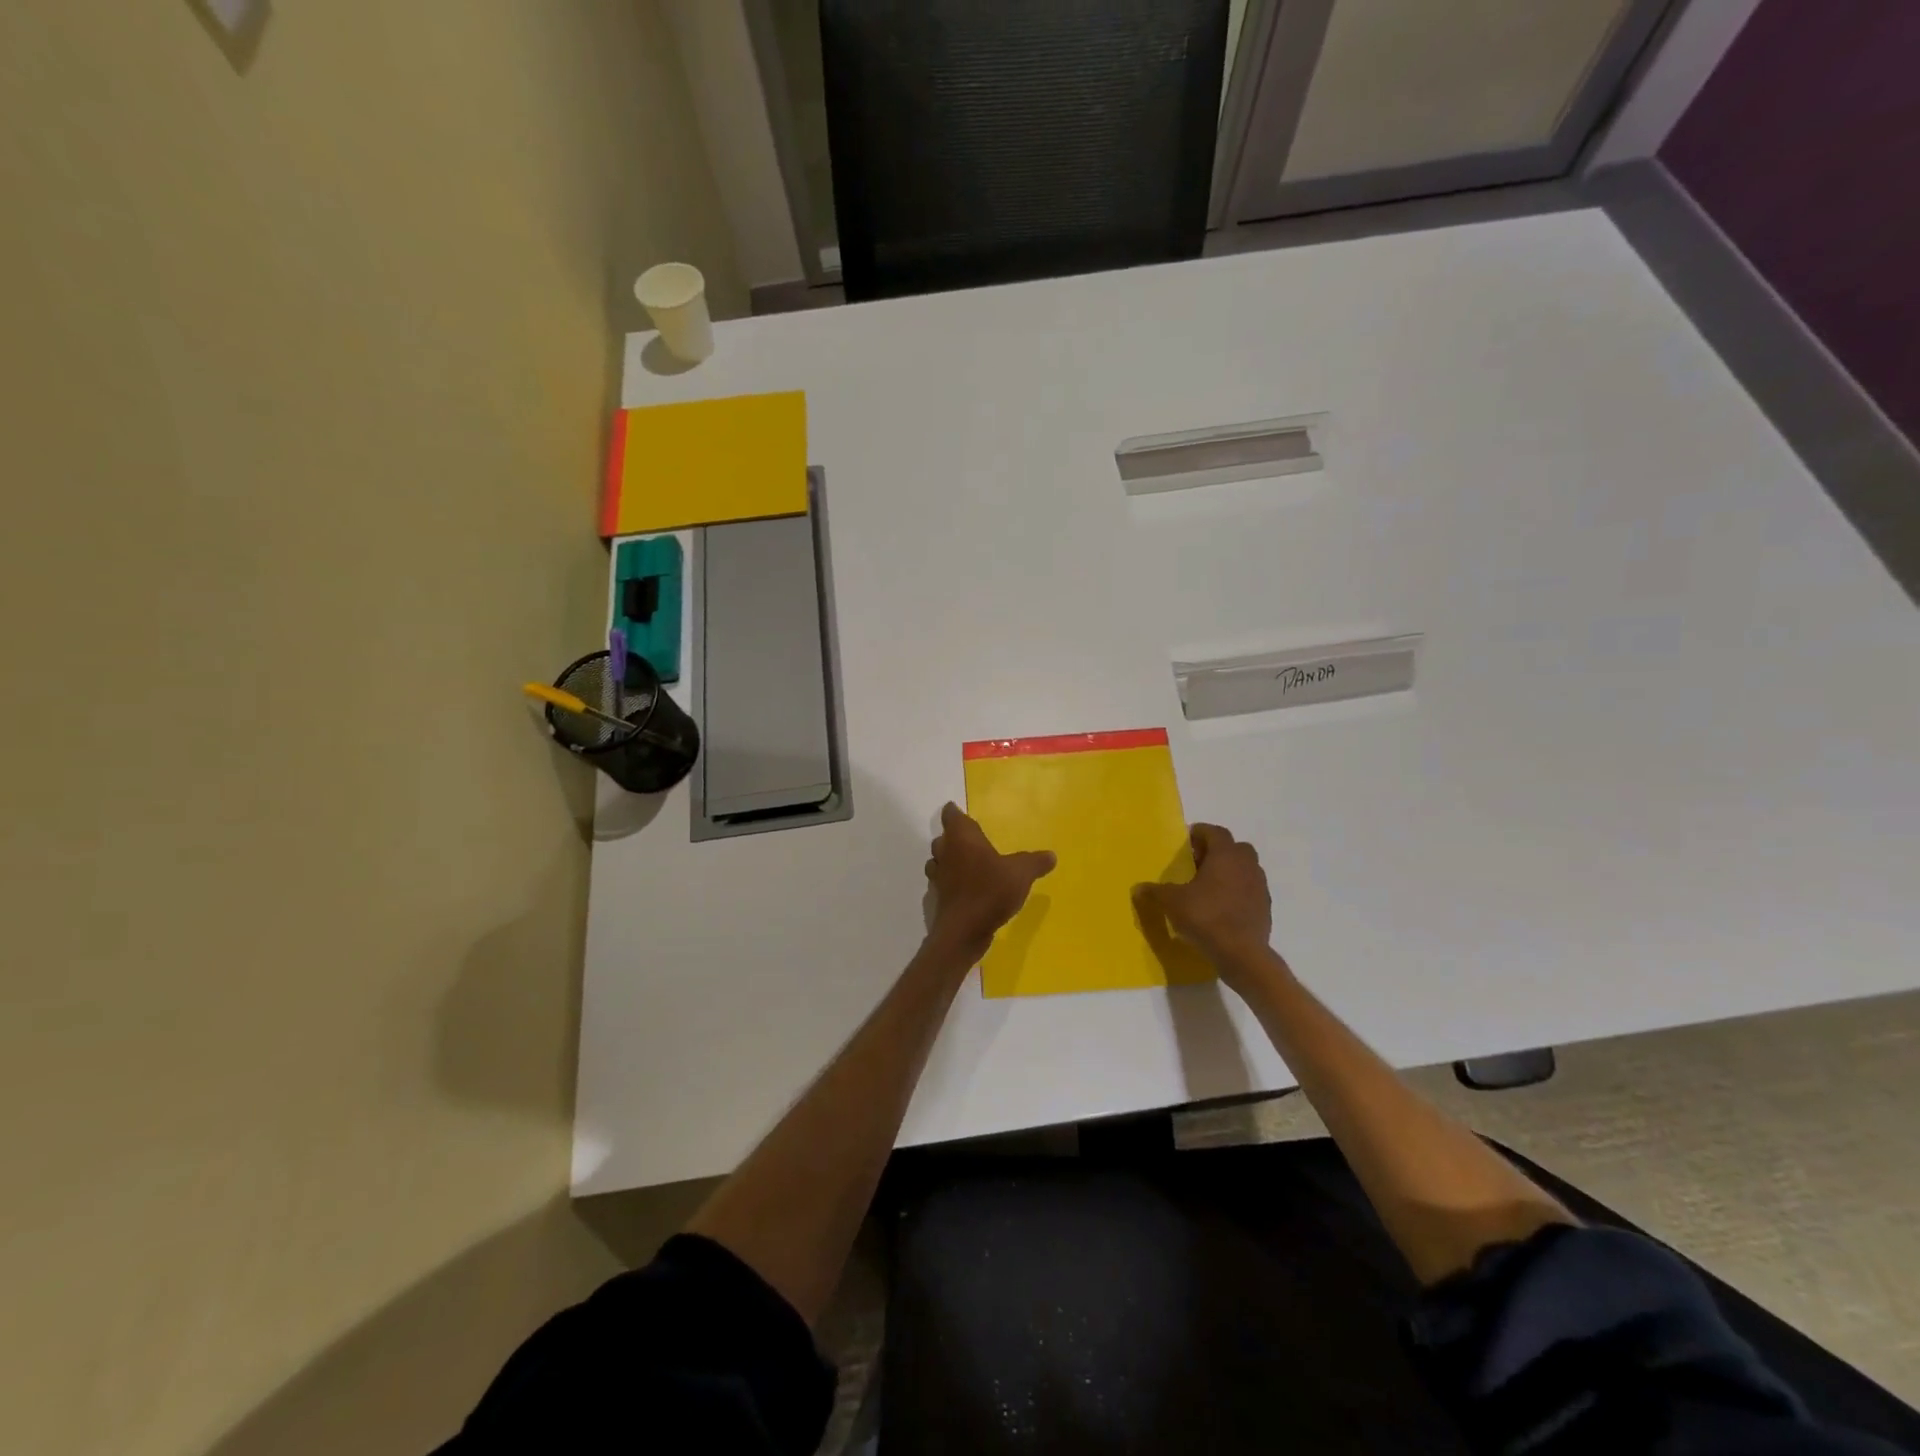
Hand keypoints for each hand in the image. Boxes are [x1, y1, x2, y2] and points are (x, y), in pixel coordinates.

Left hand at [925, 803, 1055, 955]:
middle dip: (953, 837)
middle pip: (944, 838)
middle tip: (970, 839)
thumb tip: (1051, 855)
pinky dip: (949, 882)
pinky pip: (941, 883)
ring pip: (938, 860)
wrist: (963, 931)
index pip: (951, 816)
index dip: (954, 812)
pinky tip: (963, 889)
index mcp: (962, 838)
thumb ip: (1035, 862)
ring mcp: (938, 876)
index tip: (957, 811)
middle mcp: (946, 852)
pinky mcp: (937, 898)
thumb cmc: (990, 891)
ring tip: (966, 863)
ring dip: (949, 860)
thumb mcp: (1021, 874)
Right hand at [1135, 824, 1272, 971]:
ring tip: (1209, 886)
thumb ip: (1155, 891)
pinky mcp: (1265, 907)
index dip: (1200, 833)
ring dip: (1229, 871)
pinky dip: (1238, 892)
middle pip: (1235, 848)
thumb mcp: (1172, 902)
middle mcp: (1246, 865)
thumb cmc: (1205, 916)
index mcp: (1225, 855)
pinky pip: (1250, 890)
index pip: (1215, 832)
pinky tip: (1222, 907)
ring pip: (1245, 869)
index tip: (1187, 841)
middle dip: (1218, 851)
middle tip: (1198, 863)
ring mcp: (1259, 886)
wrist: (1242, 953)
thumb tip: (1138, 888)